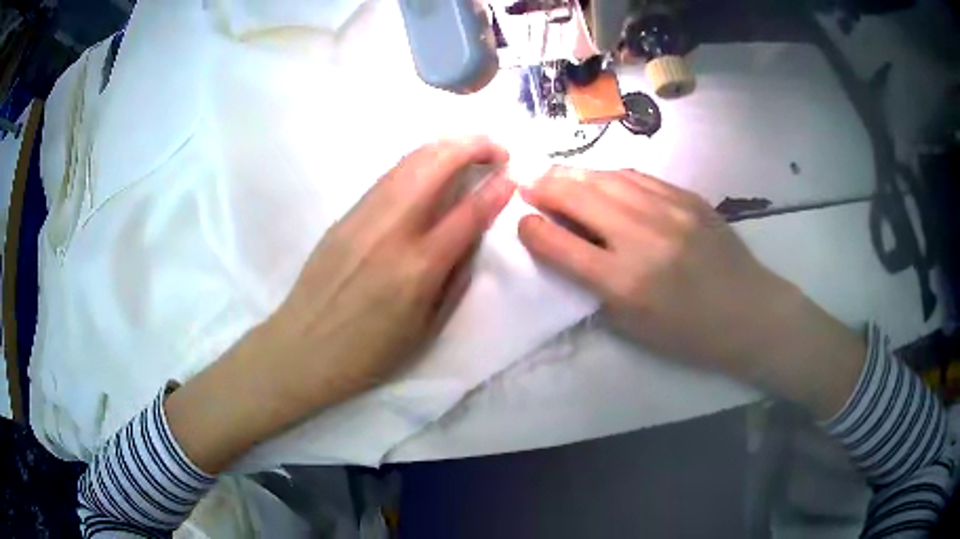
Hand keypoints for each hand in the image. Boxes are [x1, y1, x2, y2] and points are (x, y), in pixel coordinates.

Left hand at [166, 137, 514, 471]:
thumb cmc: (369, 352)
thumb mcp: (427, 329)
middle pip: (435, 166)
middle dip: (472, 146)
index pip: (467, 213)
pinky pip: (388, 176)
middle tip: (496, 148)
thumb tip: (472, 235)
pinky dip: (418, 161)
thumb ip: (455, 278)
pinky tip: (431, 165)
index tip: (513, 175)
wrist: (302, 348)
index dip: (495, 189)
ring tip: (469, 147)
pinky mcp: (344, 215)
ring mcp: (363, 217)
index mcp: (417, 268)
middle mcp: (391, 231)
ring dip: (445, 146)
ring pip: (409, 162)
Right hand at [518, 167, 864, 418]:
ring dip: (574, 174)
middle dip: (544, 186)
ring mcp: (669, 210)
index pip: (560, 244)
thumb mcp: (633, 325)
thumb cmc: (688, 333)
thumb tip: (567, 247)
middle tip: (527, 183)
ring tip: (557, 175)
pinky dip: (610, 175)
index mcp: (624, 282)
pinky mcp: (688, 197)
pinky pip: (637, 177)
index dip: (532, 229)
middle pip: (578, 196)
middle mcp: (642, 238)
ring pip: (606, 177)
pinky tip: (600, 179)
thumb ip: (595, 285)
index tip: (522, 222)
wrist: (749, 313)